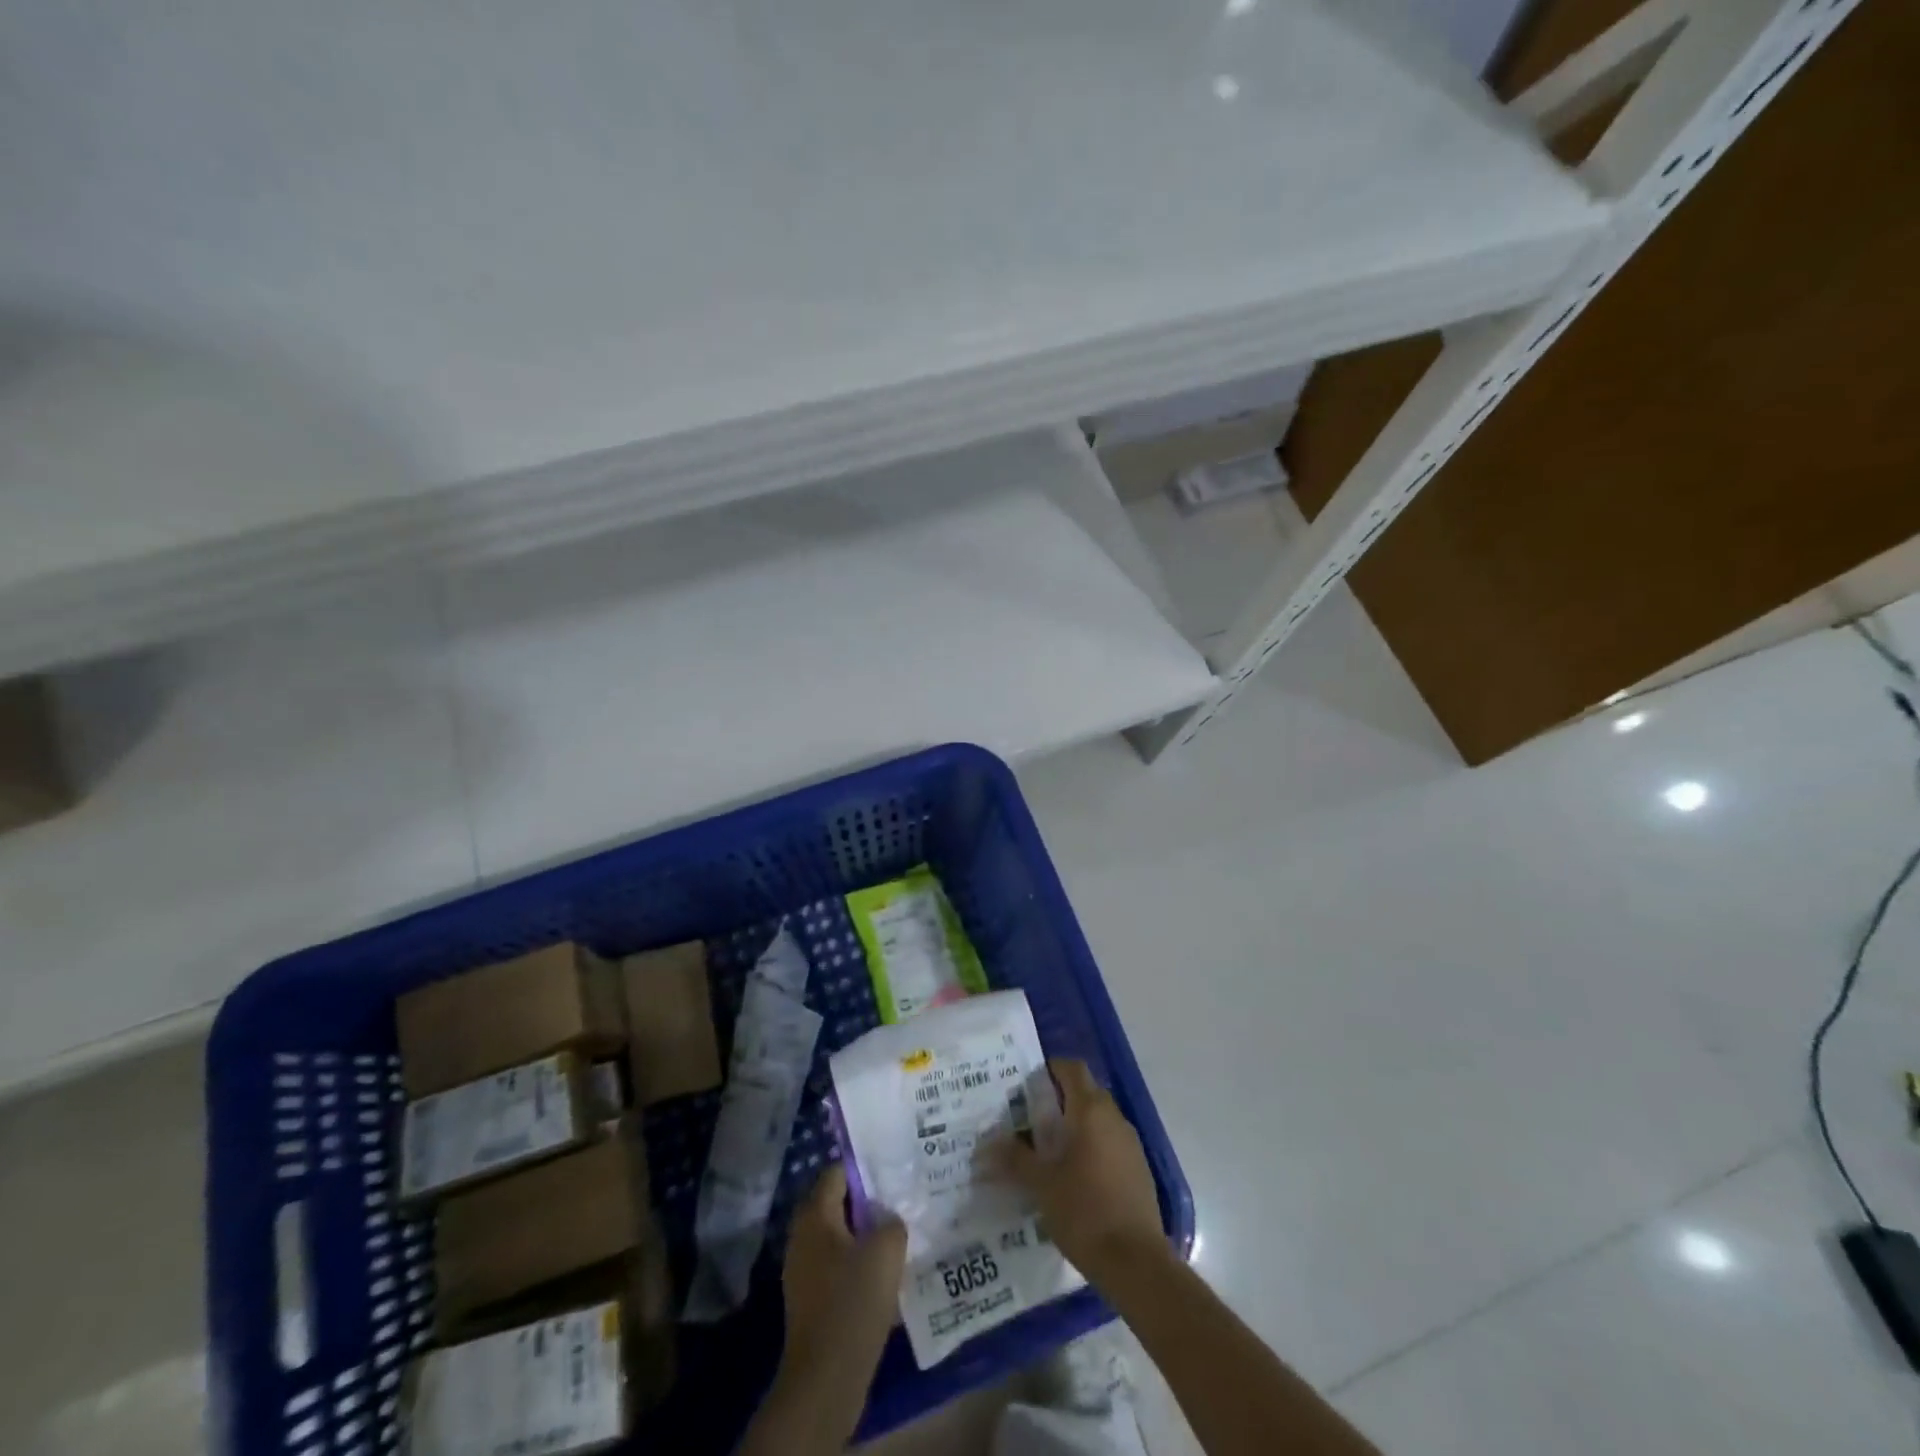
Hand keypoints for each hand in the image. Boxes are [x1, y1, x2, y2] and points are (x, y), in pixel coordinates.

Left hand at [779, 1164, 905, 1383]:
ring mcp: (802, 1269)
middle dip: (867, 1204)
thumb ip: (892, 1222)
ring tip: (896, 1239)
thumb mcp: (886, 1251)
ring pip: (838, 1237)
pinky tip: (881, 1276)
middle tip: (898, 1204)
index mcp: (815, 1214)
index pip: (837, 1172)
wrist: (825, 1379)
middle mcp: (802, 1235)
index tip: (893, 1174)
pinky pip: (836, 1266)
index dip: (865, 1169)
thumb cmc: (853, 1302)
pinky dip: (856, 1265)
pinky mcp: (809, 1299)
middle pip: (837, 1204)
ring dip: (863, 1236)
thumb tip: (888, 1219)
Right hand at [996, 1058, 1166, 1281]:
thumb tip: (987, 1145)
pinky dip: (1092, 1148)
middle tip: (1031, 1121)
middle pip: (1086, 1092)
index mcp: (1090, 1111)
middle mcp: (1114, 1118)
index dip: (1051, 1069)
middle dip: (1059, 1101)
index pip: (1072, 1069)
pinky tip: (1075, 1178)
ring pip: (1099, 1119)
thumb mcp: (1041, 1185)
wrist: (1136, 1263)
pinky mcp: (1139, 1170)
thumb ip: (1015, 1159)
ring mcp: (1130, 1144)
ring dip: (1076, 1126)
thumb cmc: (1084, 1211)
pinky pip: (1111, 1143)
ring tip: (1049, 1152)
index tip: (1028, 1086)